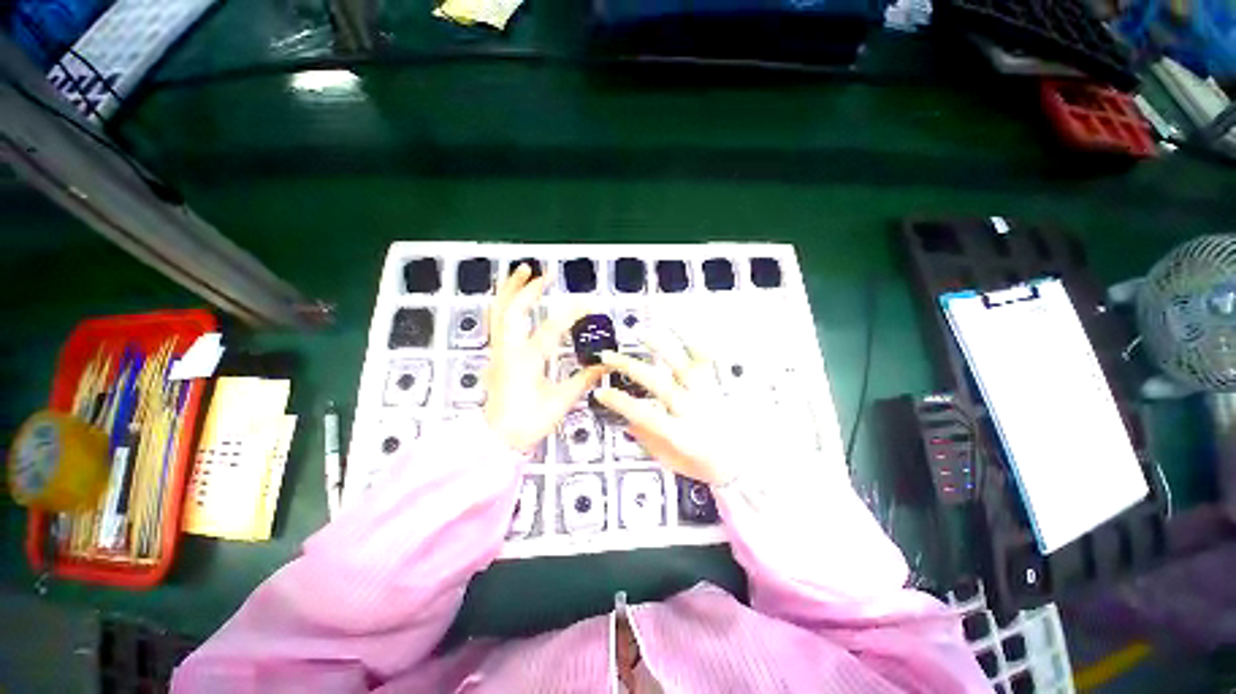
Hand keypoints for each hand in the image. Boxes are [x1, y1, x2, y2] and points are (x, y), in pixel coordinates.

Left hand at [484, 265, 605, 451]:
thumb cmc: (529, 422)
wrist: (497, 438)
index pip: (551, 328)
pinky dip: (505, 304)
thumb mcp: (561, 401)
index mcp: (526, 361)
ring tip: (521, 272)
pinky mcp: (497, 355)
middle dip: (530, 288)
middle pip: (514, 310)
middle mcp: (509, 350)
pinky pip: (497, 322)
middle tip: (546, 274)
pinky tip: (513, 298)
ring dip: (510, 289)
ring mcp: (499, 351)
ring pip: (499, 312)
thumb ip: (584, 379)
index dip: (572, 313)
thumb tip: (606, 364)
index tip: (589, 303)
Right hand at [593, 331, 743, 485]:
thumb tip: (629, 423)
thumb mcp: (673, 462)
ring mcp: (707, 396)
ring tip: (645, 334)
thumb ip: (650, 441)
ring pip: (683, 366)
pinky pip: (708, 363)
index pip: (643, 413)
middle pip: (657, 383)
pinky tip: (685, 332)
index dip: (619, 402)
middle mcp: (692, 410)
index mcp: (680, 433)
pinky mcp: (717, 387)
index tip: (601, 392)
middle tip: (609, 357)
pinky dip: (697, 345)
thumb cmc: (707, 464)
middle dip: (629, 367)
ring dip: (662, 348)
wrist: (746, 463)